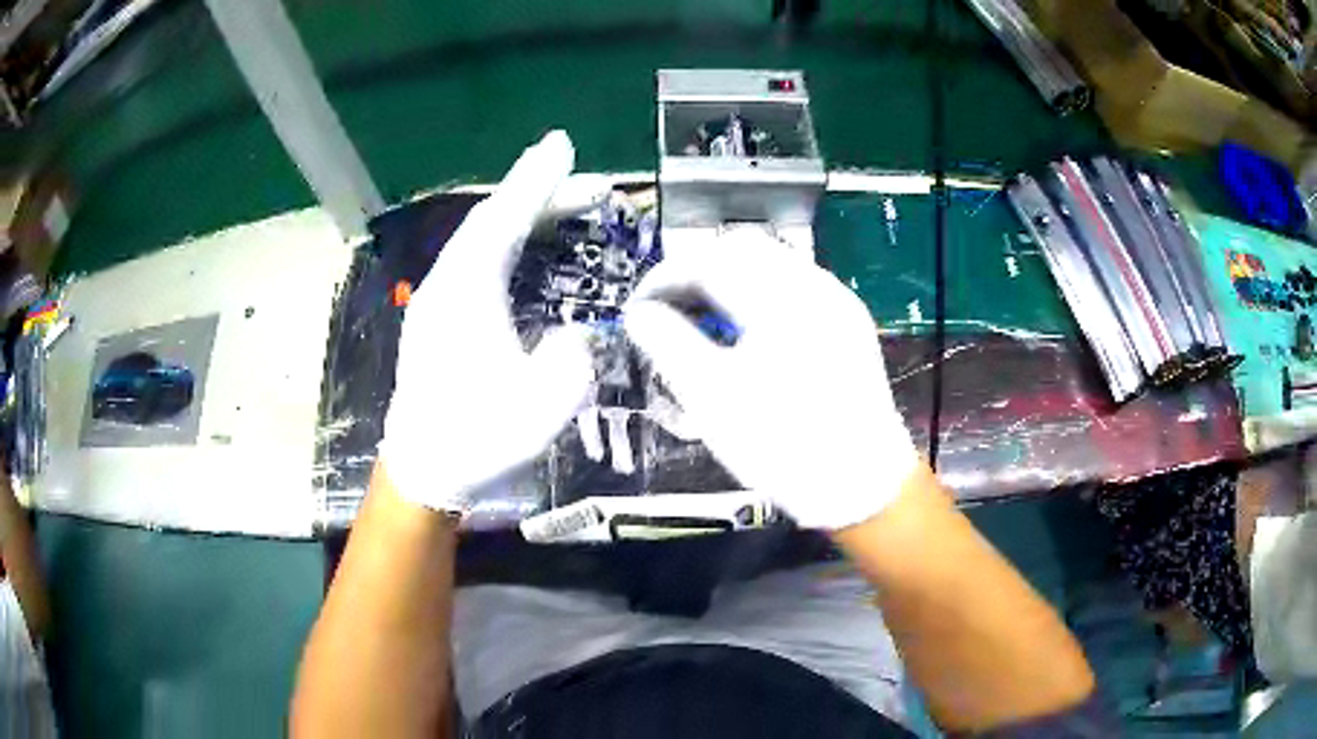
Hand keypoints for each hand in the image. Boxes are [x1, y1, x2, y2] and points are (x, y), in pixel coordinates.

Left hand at [379, 131, 594, 512]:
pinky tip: (532, 250)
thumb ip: (570, 359)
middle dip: (542, 196)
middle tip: (593, 189)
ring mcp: (437, 299)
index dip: (535, 180)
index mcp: (466, 294)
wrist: (423, 469)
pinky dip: (509, 242)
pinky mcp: (437, 316)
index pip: (504, 219)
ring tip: (571, 210)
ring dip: (527, 218)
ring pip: (483, 239)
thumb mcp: (542, 408)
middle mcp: (446, 285)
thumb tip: (572, 333)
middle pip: (494, 221)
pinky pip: (476, 261)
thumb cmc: (477, 441)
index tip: (562, 144)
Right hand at [624, 229, 918, 529]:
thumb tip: (638, 313)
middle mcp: (814, 285)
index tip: (638, 308)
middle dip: (697, 270)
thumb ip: (668, 343)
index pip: (709, 260)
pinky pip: (795, 287)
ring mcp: (837, 302)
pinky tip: (745, 332)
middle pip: (743, 249)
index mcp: (781, 298)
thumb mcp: (712, 397)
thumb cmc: (782, 445)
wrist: (861, 485)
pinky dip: (759, 295)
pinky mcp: (848, 323)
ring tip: (701, 320)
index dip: (664, 277)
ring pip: (772, 264)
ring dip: (729, 279)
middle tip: (668, 308)